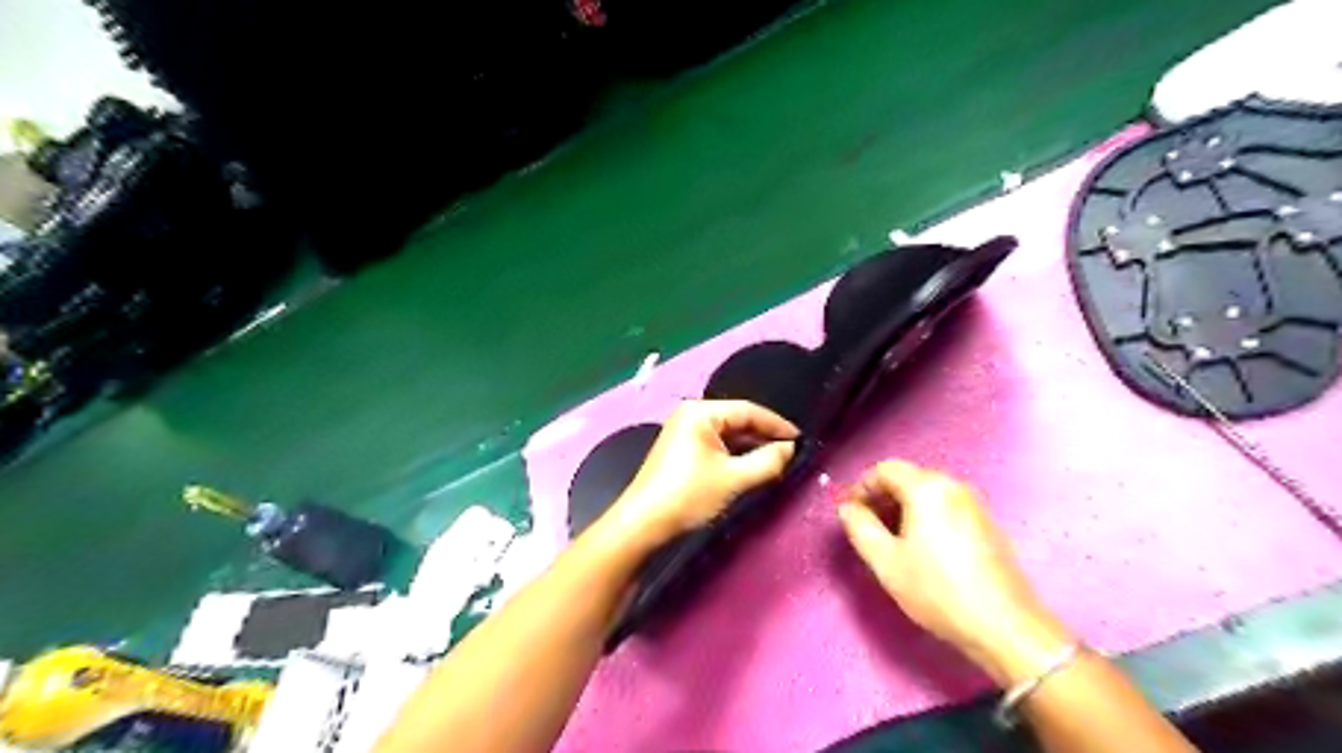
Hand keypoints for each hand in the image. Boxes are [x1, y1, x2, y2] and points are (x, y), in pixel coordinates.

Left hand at [604, 401, 799, 553]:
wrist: (643, 523)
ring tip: (777, 461)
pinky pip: (716, 445)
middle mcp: (691, 415)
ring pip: (727, 434)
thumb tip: (790, 449)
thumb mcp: (734, 479)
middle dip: (764, 436)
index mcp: (701, 412)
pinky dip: (734, 455)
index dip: (777, 425)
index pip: (748, 410)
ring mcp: (683, 432)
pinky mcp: (681, 450)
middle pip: (737, 420)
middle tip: (792, 452)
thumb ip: (768, 461)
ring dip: (750, 447)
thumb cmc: (689, 495)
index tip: (801, 439)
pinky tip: (751, 467)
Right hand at [835, 459, 1069, 687]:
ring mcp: (976, 505)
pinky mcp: (989, 525)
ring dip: (904, 508)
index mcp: (927, 488)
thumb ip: (860, 527)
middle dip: (883, 497)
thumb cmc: (937, 590)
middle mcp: (954, 486)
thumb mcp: (886, 561)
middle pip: (909, 478)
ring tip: (892, 540)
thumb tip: (847, 509)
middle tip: (866, 527)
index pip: (885, 469)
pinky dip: (928, 517)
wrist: (1005, 627)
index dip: (861, 487)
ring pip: (929, 494)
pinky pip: (948, 508)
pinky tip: (924, 549)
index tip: (850, 513)